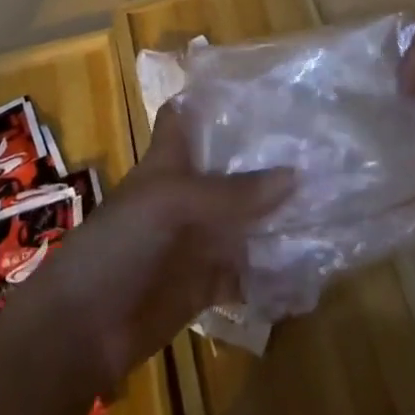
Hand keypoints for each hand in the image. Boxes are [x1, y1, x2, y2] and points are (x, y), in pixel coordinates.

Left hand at [14, 103, 293, 394]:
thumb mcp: (176, 204)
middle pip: (227, 169)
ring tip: (331, 201)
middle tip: (321, 146)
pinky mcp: (203, 284)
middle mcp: (186, 194)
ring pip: (242, 221)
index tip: (260, 86)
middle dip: (266, 159)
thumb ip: (234, 192)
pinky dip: (271, 273)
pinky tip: (309, 267)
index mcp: (169, 161)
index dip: (214, 98)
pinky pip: (244, 273)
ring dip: (276, 217)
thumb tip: (296, 175)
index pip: (187, 116)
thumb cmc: (122, 243)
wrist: (83, 328)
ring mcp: (195, 239)